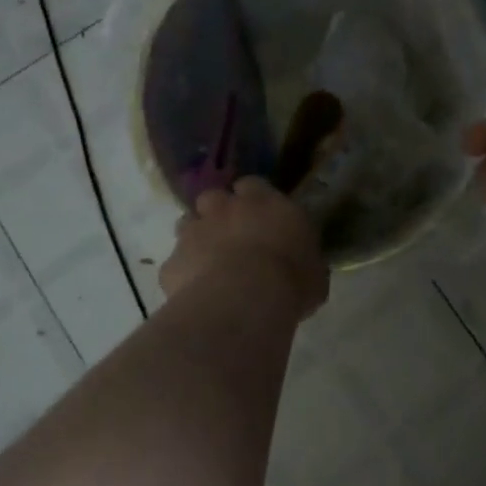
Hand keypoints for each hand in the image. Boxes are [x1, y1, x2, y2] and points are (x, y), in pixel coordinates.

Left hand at [161, 177, 328, 319]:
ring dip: (197, 238)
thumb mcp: (314, 270)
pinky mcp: (172, 262)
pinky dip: (183, 273)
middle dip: (218, 213)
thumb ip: (302, 257)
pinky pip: (175, 263)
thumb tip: (303, 264)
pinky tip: (195, 291)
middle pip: (213, 198)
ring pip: (188, 224)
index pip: (252, 185)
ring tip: (209, 263)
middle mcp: (225, 208)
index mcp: (265, 202)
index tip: (259, 216)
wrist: (244, 301)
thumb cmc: (291, 280)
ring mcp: (193, 232)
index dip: (252, 199)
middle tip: (230, 236)